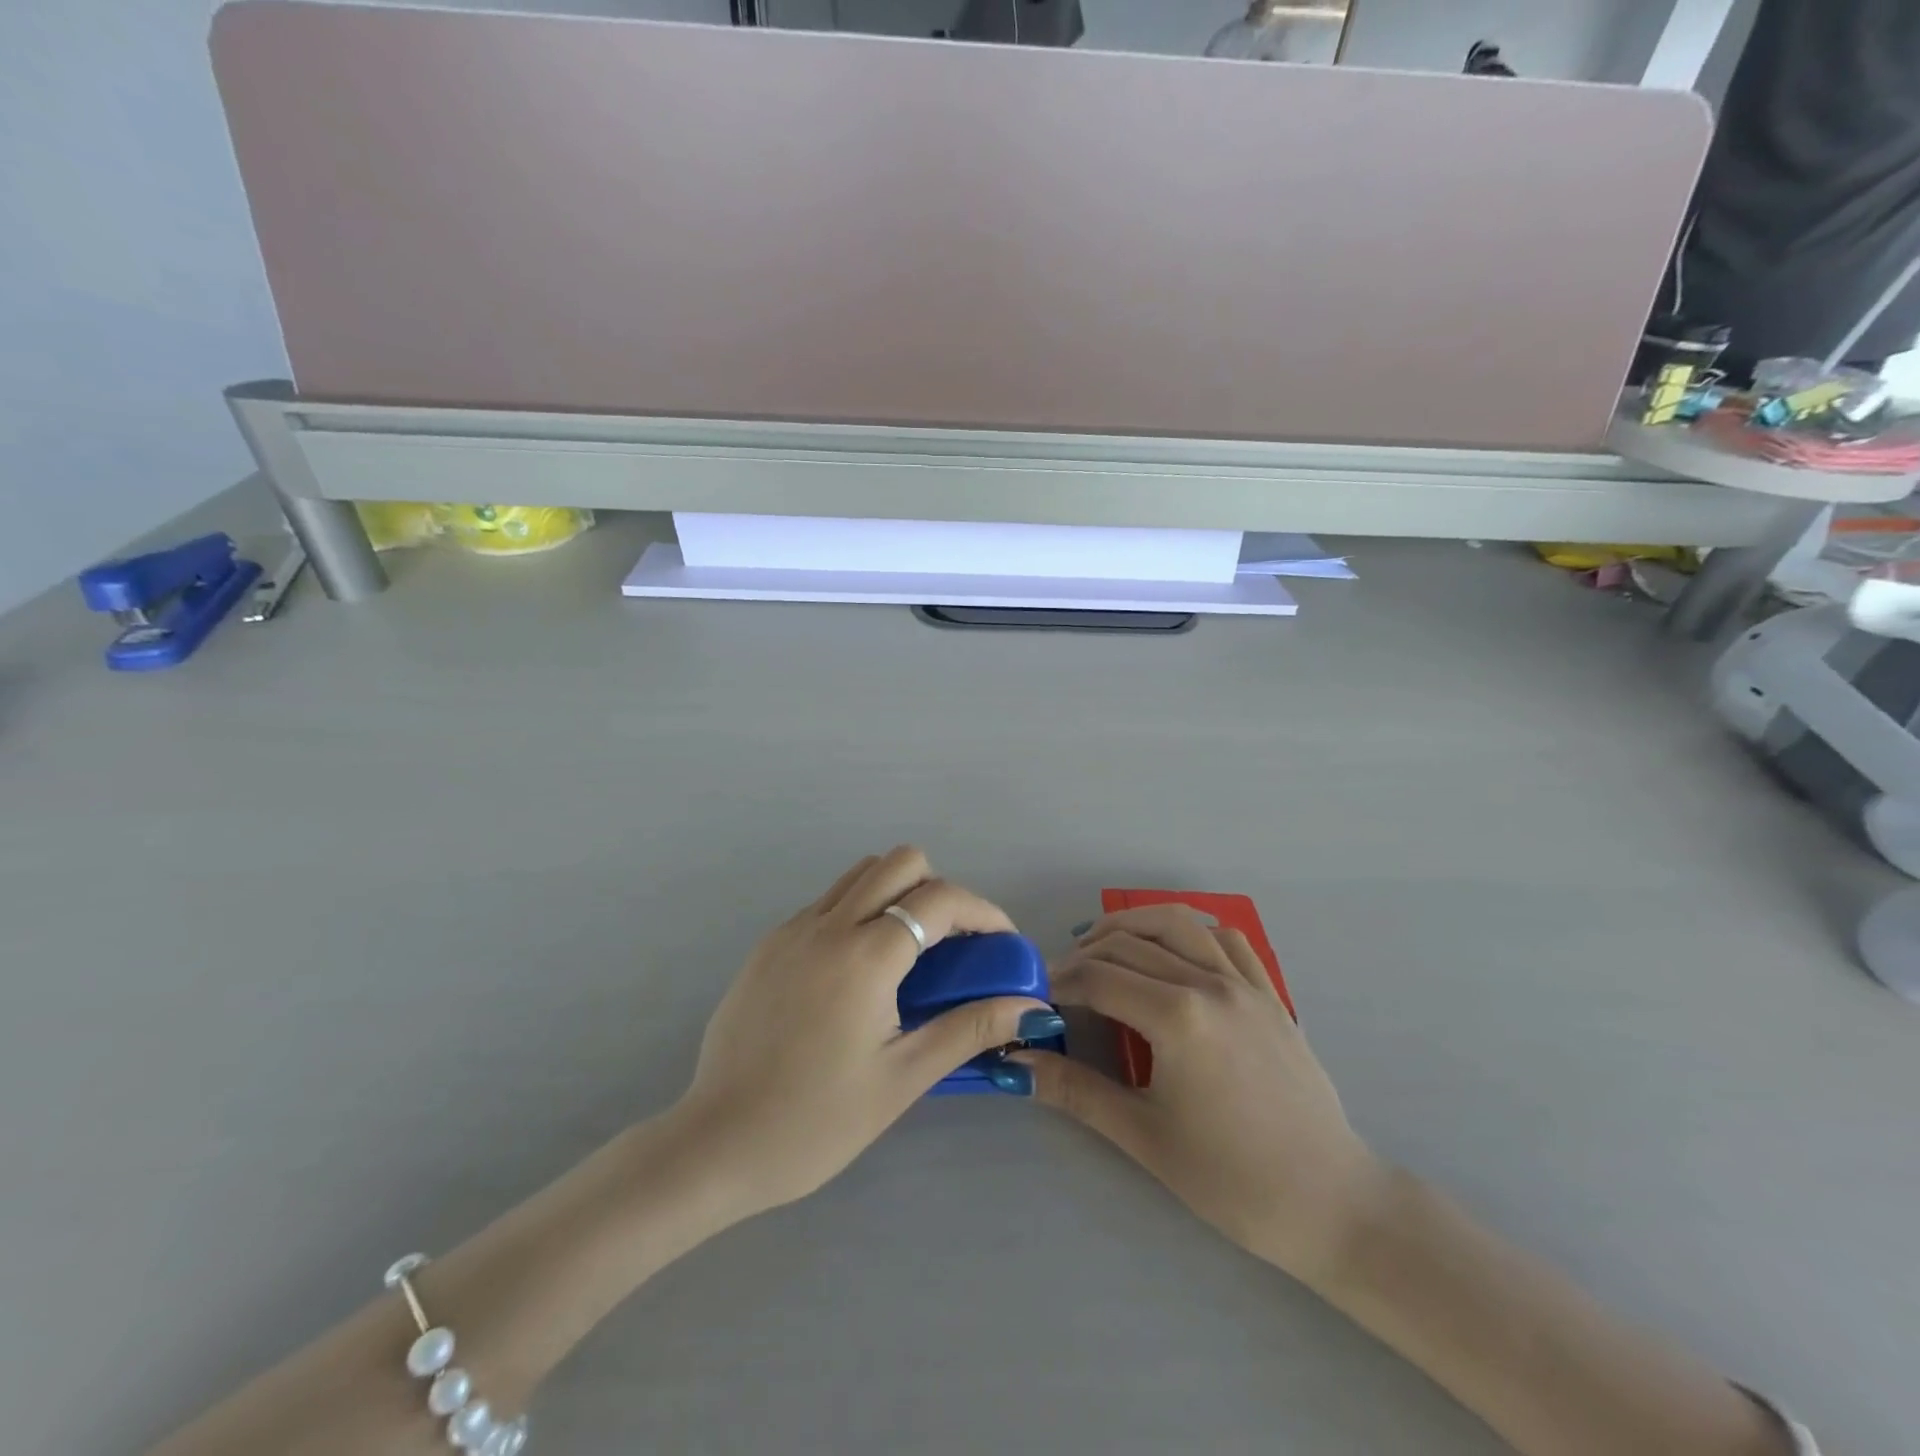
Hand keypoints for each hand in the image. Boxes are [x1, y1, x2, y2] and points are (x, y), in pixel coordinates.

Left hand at [673, 847, 1059, 1217]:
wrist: (716, 1145)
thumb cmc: (817, 1122)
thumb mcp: (902, 1078)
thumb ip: (969, 1029)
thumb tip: (1032, 1009)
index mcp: (864, 956)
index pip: (940, 899)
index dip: (984, 912)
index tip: (1002, 944)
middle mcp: (827, 926)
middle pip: (900, 862)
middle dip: (939, 890)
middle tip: (952, 944)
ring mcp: (792, 930)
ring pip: (860, 874)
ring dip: (897, 894)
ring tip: (909, 953)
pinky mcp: (769, 944)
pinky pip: (827, 902)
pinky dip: (858, 913)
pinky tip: (859, 972)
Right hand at [1015, 906, 1382, 1283]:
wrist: (1331, 1205)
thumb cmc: (1232, 1180)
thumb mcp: (1144, 1136)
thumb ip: (1076, 1091)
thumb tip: (1015, 1066)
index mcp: (1177, 1017)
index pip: (1099, 978)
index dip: (1059, 984)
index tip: (1036, 1001)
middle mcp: (1209, 983)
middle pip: (1129, 944)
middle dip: (1084, 955)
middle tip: (1060, 983)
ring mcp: (1245, 983)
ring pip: (1177, 923)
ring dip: (1132, 925)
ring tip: (1103, 946)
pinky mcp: (1270, 993)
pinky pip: (1225, 939)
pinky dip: (1189, 930)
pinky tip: (1171, 951)